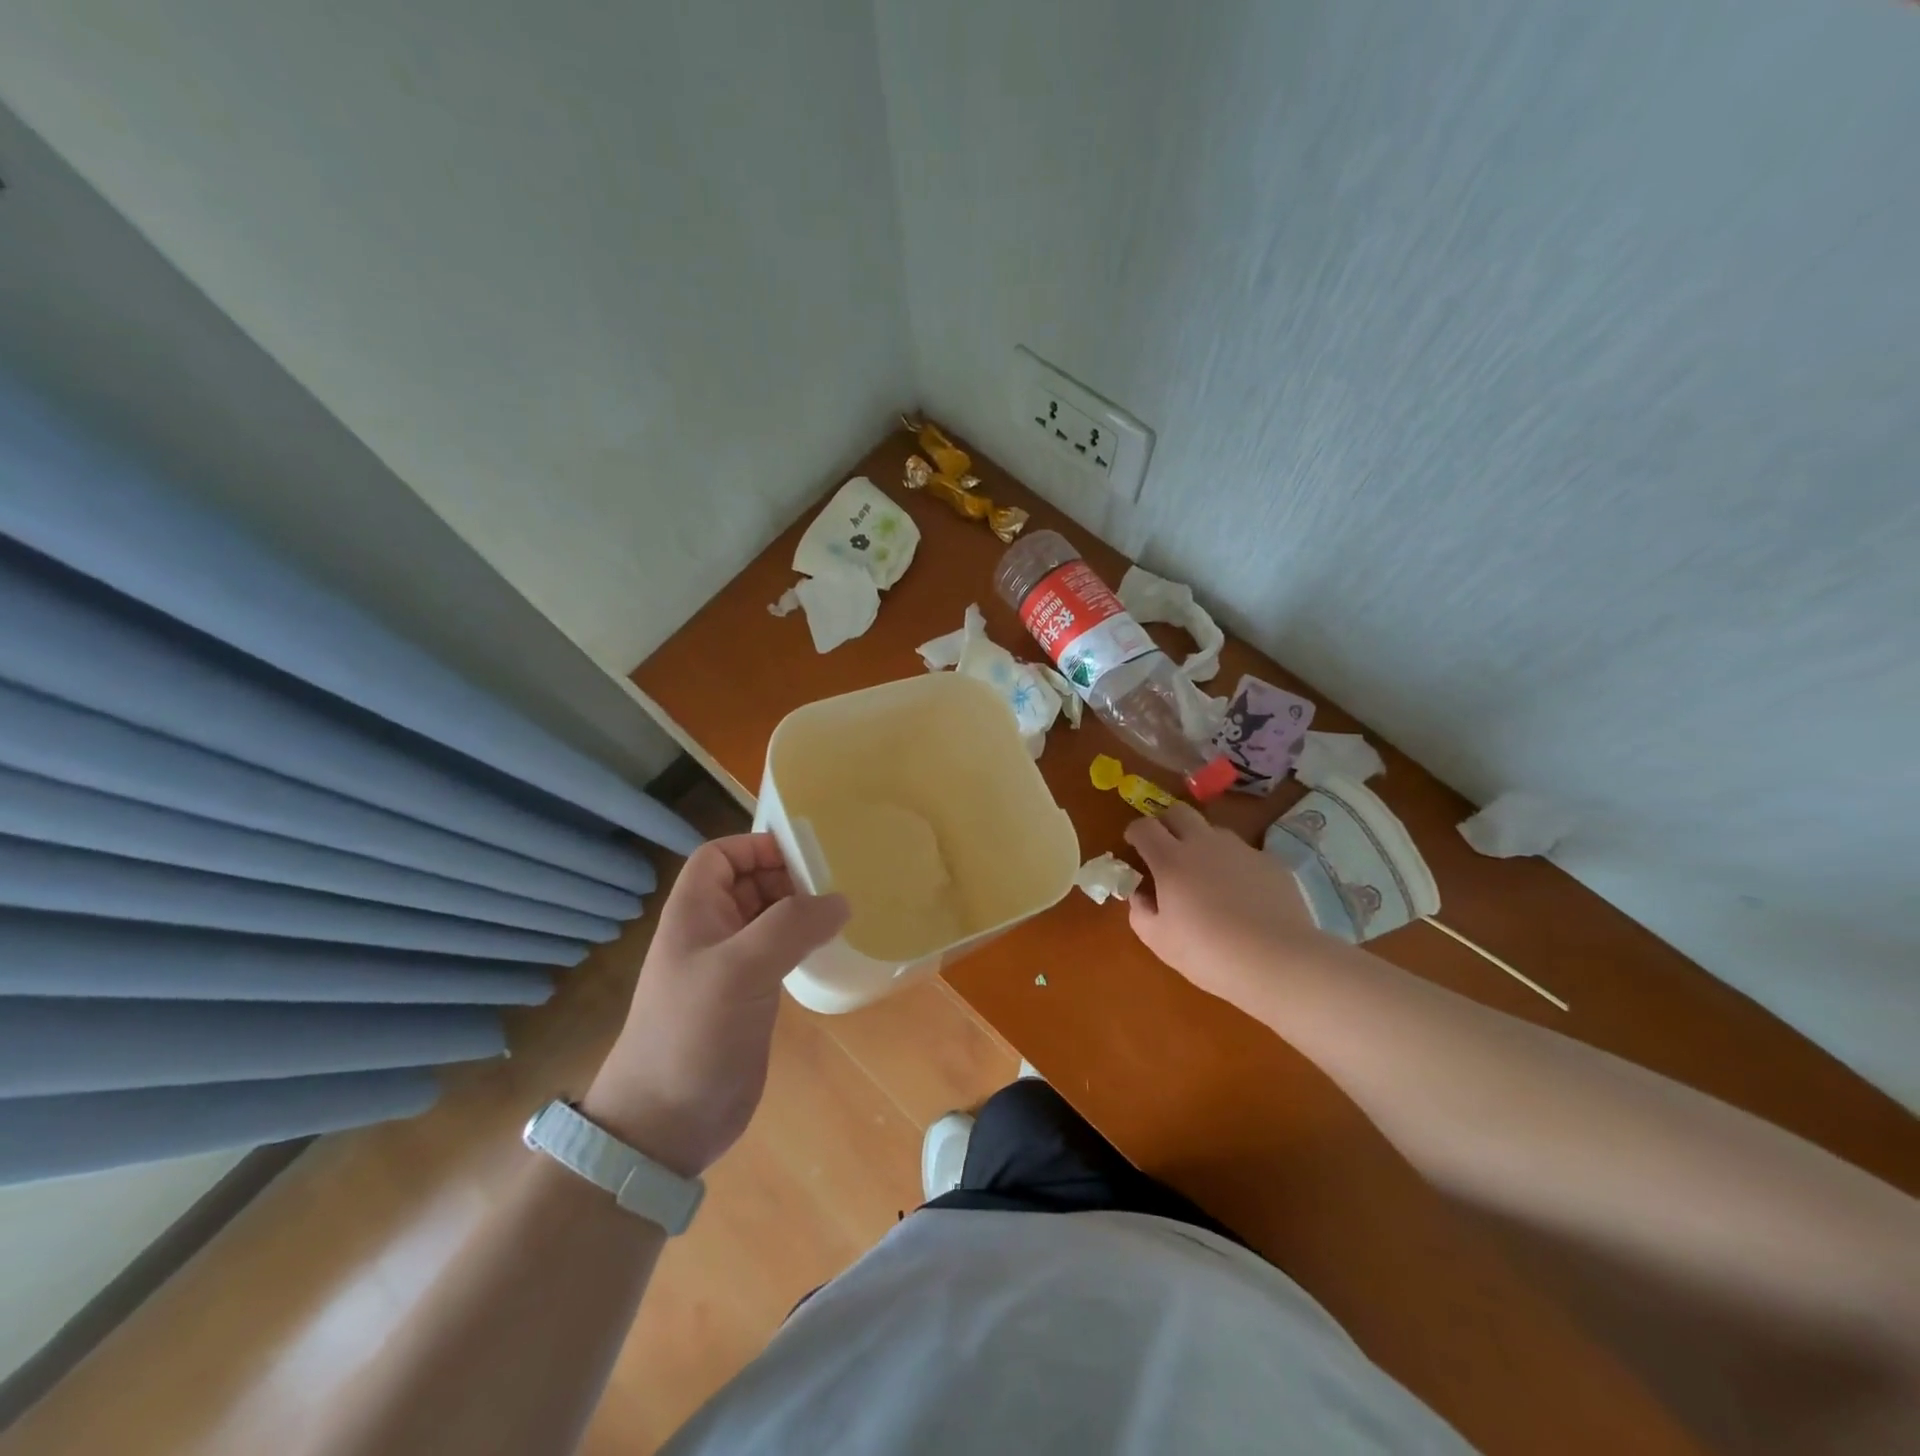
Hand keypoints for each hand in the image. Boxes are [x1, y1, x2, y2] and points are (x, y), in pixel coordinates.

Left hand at [583, 834, 847, 1176]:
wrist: (664, 1124)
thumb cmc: (693, 1032)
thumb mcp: (740, 969)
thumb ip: (791, 926)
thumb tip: (840, 901)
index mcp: (694, 913)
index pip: (720, 856)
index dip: (757, 846)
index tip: (805, 854)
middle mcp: (711, 932)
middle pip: (749, 883)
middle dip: (788, 875)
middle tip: (835, 884)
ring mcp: (730, 967)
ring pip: (768, 918)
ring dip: (800, 910)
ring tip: (841, 912)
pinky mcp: (748, 998)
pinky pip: (779, 953)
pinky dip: (803, 943)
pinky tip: (829, 948)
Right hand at [1124, 804, 1316, 1005]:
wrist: (1278, 961)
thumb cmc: (1208, 953)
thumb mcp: (1159, 941)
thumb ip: (1140, 911)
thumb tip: (1140, 895)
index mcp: (1171, 860)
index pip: (1144, 826)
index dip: (1135, 832)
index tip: (1133, 845)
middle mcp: (1204, 843)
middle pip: (1178, 811)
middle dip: (1166, 823)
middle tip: (1165, 849)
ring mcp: (1241, 849)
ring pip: (1213, 830)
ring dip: (1201, 843)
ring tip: (1206, 876)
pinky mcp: (1270, 862)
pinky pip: (1244, 853)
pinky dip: (1234, 865)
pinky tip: (1242, 895)